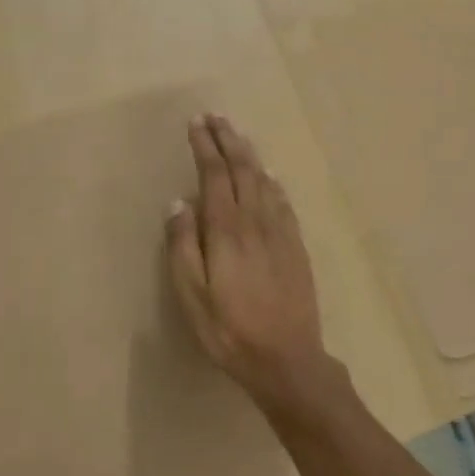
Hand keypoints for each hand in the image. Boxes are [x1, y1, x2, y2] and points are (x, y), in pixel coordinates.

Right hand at [166, 114, 345, 417]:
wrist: (288, 358)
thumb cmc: (230, 331)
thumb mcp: (192, 296)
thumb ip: (183, 246)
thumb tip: (178, 202)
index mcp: (227, 230)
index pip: (215, 175)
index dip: (205, 147)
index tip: (196, 123)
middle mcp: (256, 221)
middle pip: (242, 169)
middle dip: (228, 139)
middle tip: (215, 116)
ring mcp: (280, 232)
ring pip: (264, 180)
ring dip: (249, 154)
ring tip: (237, 135)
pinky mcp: (296, 246)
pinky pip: (283, 201)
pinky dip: (272, 182)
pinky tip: (269, 177)